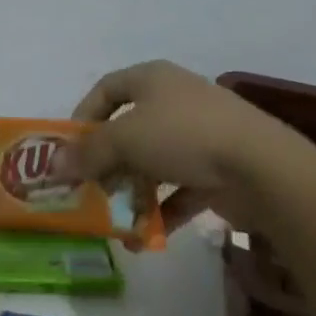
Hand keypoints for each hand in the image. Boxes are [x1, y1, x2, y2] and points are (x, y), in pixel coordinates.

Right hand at [54, 60, 306, 232]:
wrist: (262, 167)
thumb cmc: (184, 135)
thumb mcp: (125, 139)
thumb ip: (88, 152)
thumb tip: (53, 164)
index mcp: (152, 79)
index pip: (106, 89)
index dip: (84, 116)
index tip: (69, 149)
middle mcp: (175, 100)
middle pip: (129, 129)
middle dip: (107, 162)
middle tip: (90, 188)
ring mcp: (200, 135)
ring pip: (154, 162)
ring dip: (133, 191)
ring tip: (117, 220)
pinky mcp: (220, 169)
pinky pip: (181, 188)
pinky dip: (162, 209)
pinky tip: (145, 237)